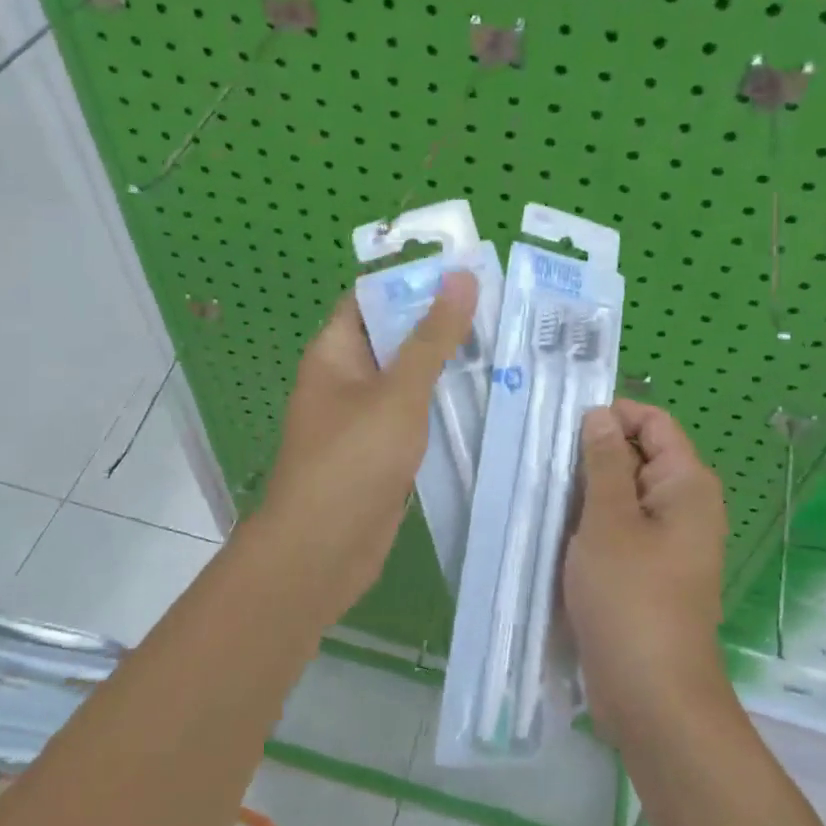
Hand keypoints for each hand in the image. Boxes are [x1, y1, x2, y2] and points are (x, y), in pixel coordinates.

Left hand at [250, 272, 478, 622]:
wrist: (321, 552)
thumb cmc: (352, 460)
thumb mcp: (398, 392)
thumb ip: (432, 337)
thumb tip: (460, 276)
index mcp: (336, 352)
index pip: (373, 298)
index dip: (414, 281)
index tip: (467, 273)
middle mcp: (346, 378)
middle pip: (395, 336)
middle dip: (441, 323)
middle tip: (500, 309)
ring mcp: (363, 417)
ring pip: (408, 379)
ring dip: (447, 366)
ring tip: (505, 346)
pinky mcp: (381, 451)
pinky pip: (414, 416)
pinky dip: (443, 406)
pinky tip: (487, 399)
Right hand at [564, 400, 730, 734]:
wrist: (653, 697)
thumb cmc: (631, 598)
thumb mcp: (608, 521)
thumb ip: (604, 461)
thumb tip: (600, 414)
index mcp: (687, 485)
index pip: (653, 423)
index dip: (611, 416)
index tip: (563, 427)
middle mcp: (685, 507)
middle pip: (638, 456)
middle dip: (593, 455)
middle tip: (545, 465)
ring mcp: (668, 542)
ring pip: (623, 495)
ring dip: (587, 493)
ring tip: (544, 496)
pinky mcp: (649, 572)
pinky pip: (620, 529)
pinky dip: (591, 524)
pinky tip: (557, 532)